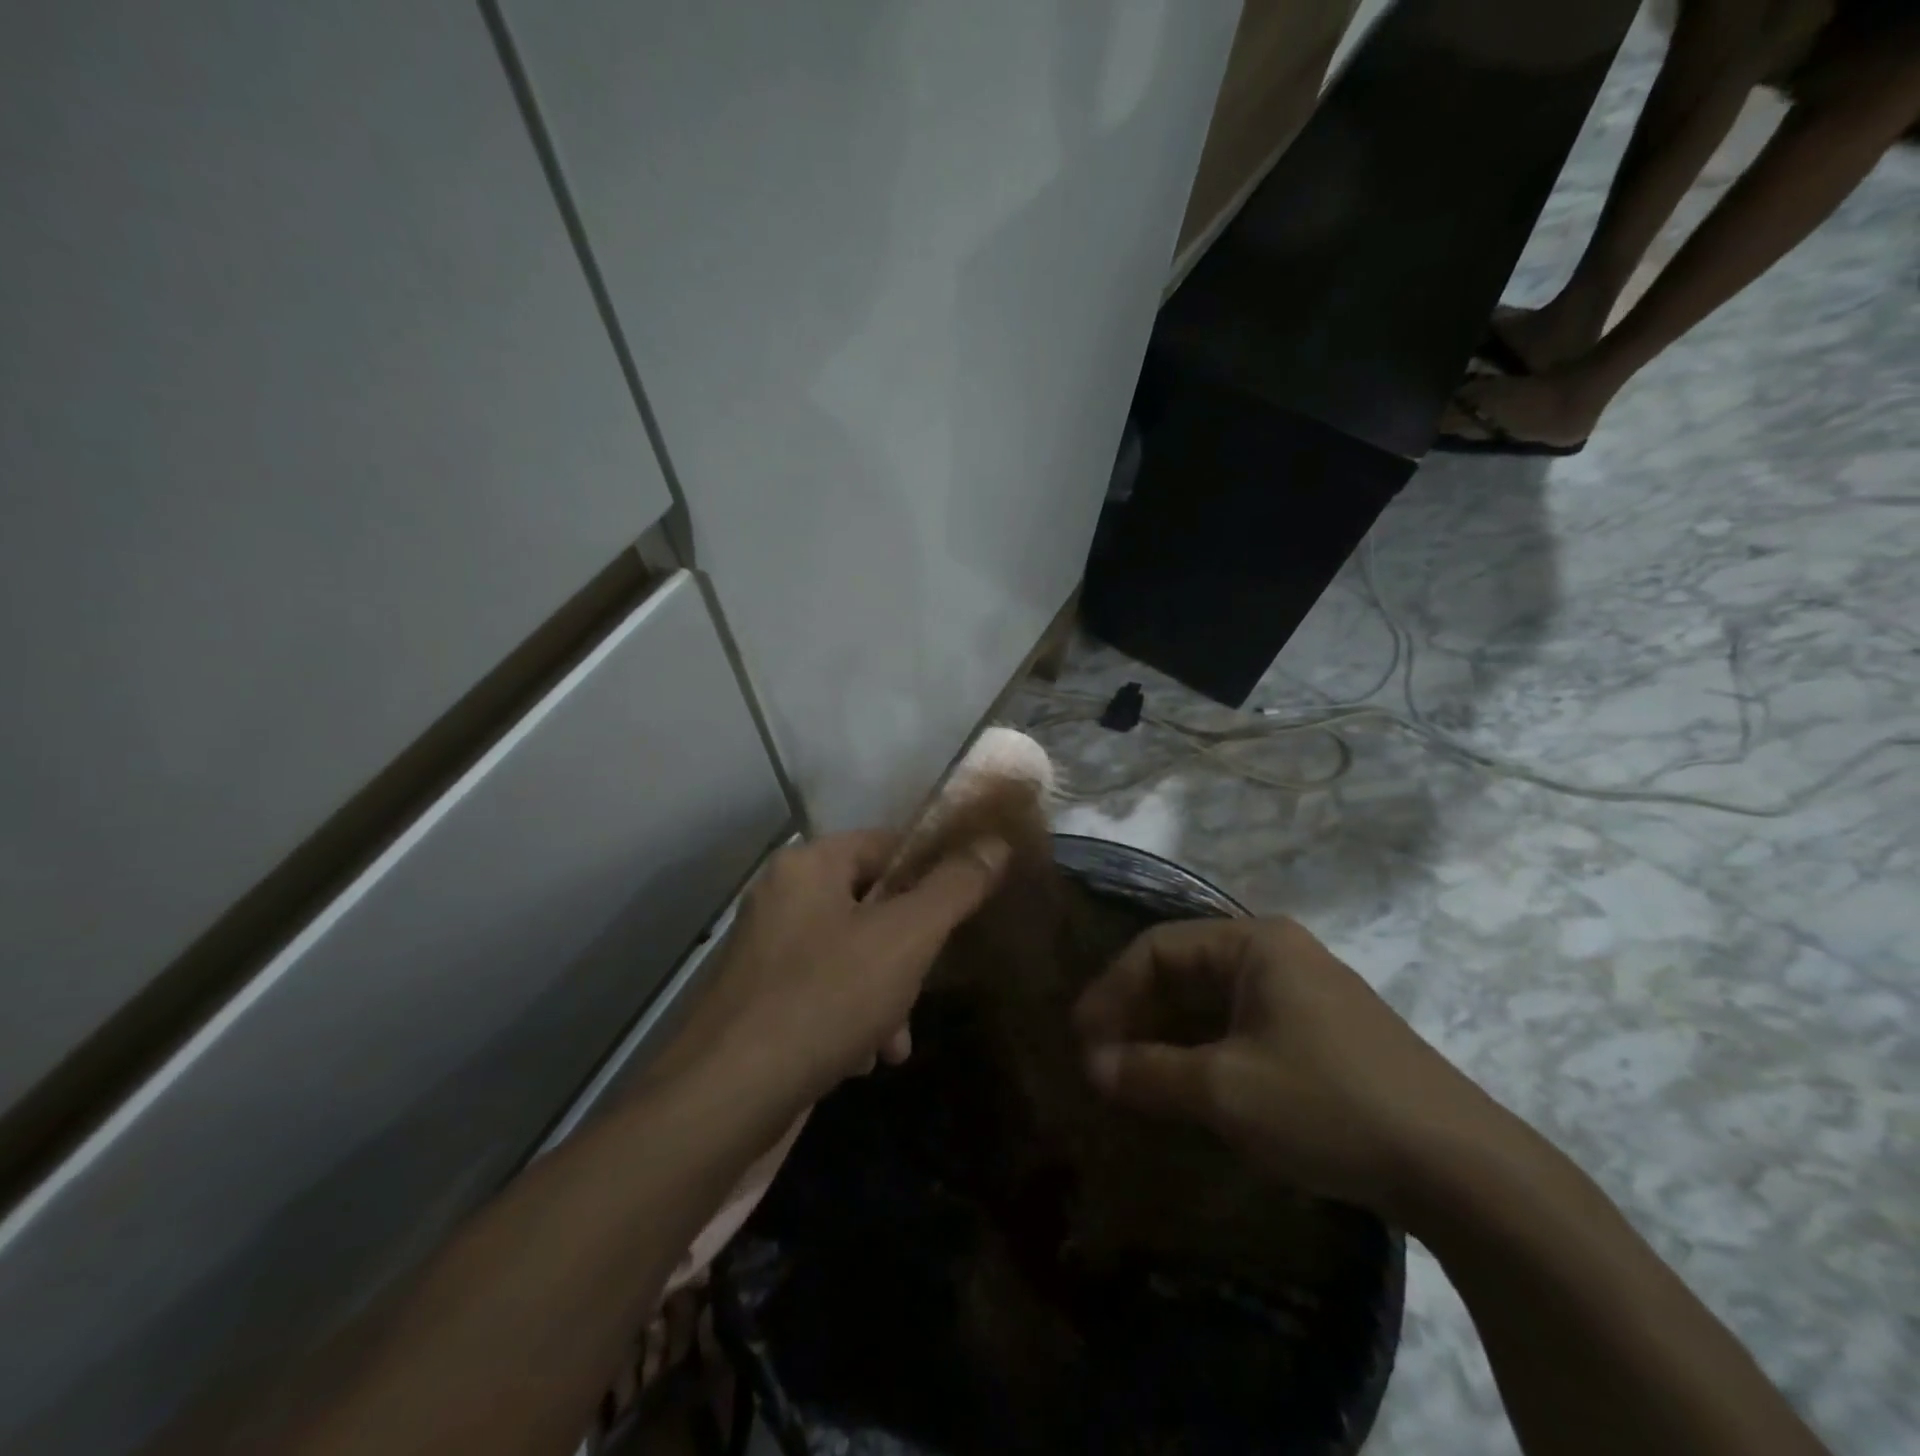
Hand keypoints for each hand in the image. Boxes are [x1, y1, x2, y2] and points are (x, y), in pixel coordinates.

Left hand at [656, 829, 1008, 1116]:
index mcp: (809, 864)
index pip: (888, 845)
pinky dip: (850, 1017)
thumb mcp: (906, 938)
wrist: (723, 1100)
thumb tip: (996, 843)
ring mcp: (764, 949)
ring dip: (885, 994)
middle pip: (871, 904)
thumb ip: (954, 887)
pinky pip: (821, 989)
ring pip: (851, 953)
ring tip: (895, 1044)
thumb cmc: (824, 999)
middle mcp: (781, 896)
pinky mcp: (757, 998)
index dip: (931, 874)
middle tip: (923, 989)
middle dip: (908, 953)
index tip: (960, 914)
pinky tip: (862, 1060)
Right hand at [1073, 916, 1516, 1222]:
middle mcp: (1276, 953)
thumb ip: (1149, 1073)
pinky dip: (1204, 1053)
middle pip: (1183, 971)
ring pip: (1211, 1003)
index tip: (1080, 1039)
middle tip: (1100, 1061)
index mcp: (1253, 942)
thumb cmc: (1329, 1105)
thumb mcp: (1226, 1091)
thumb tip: (1089, 1067)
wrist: (1463, 1170)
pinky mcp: (1320, 1034)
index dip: (1111, 991)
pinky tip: (1188, 1089)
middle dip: (1137, 1015)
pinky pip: (1240, 1028)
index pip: (1156, 948)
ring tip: (1133, 1078)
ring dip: (1168, 1037)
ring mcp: (1302, 993)